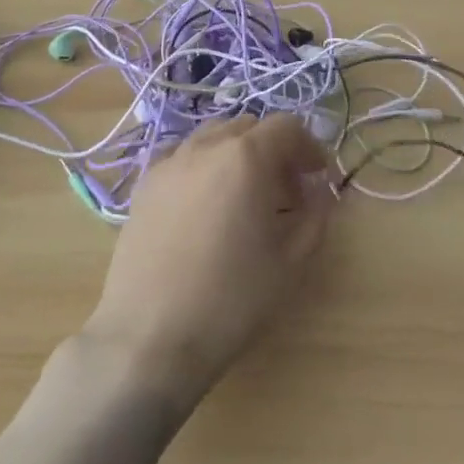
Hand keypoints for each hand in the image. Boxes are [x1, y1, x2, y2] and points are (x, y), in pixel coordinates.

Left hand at [79, 113, 333, 413]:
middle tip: (286, 192)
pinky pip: (183, 159)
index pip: (286, 127)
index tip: (317, 179)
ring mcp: (168, 163)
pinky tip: (205, 208)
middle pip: (248, 127)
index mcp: (245, 157)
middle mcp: (205, 147)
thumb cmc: (231, 300)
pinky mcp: (143, 186)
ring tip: (244, 198)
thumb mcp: (291, 262)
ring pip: (213, 138)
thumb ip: (315, 216)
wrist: (149, 336)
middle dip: (274, 150)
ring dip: (237, 155)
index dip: (309, 148)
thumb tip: (320, 192)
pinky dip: (204, 168)